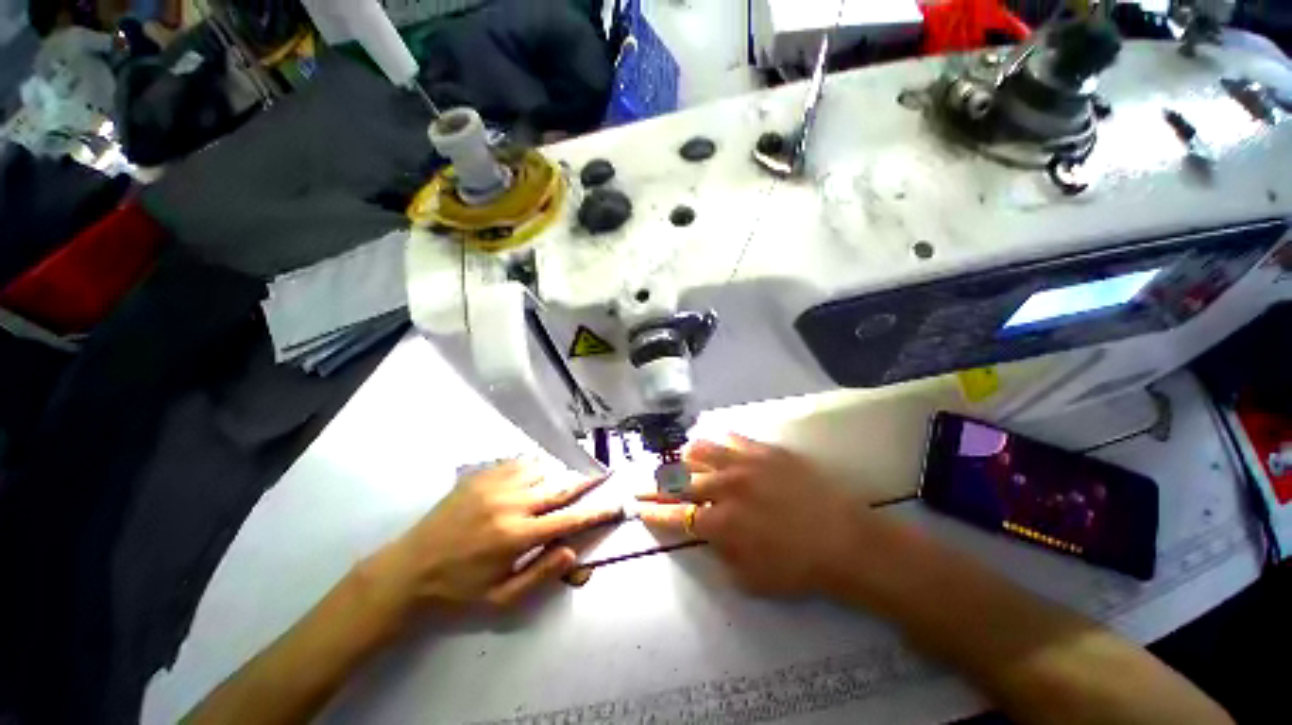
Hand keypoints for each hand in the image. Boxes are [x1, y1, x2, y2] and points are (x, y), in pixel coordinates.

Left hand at [363, 460, 621, 618]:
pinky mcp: (480, 476)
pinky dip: (532, 467)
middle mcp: (510, 504)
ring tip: (560, 480)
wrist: (407, 570)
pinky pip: (517, 462)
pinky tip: (532, 474)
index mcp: (516, 536)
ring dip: (555, 475)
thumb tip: (572, 551)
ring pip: (540, 470)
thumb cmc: (457, 590)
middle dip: (584, 483)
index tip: (615, 504)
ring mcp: (494, 485)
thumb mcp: (499, 599)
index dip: (596, 512)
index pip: (568, 520)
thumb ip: (540, 574)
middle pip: (559, 487)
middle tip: (600, 476)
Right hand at [638, 436, 869, 596]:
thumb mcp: (750, 579)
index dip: (651, 510)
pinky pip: (728, 437)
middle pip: (677, 480)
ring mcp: (744, 463)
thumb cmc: (798, 568)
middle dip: (653, 484)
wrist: (845, 540)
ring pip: (699, 450)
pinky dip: (715, 443)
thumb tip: (705, 532)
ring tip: (680, 463)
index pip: (673, 514)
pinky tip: (714, 448)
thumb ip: (719, 554)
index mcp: (719, 524)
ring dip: (683, 459)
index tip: (637, 506)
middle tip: (642, 483)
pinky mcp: (763, 450)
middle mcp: (724, 488)